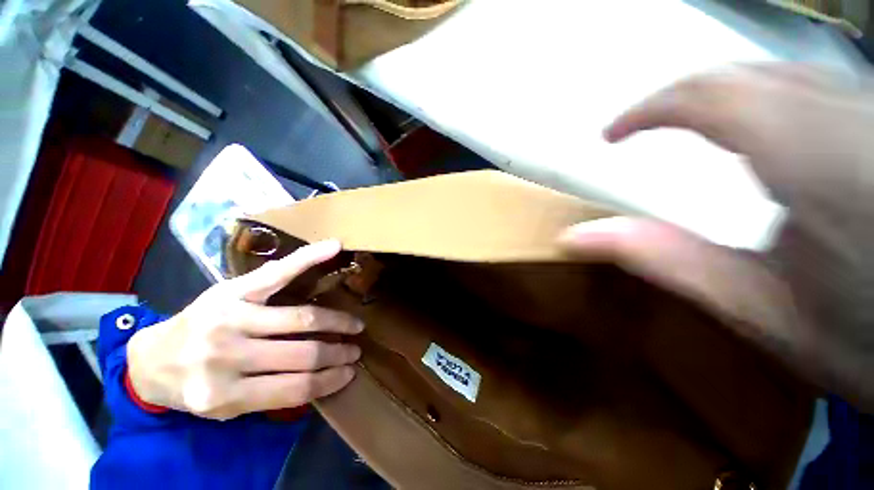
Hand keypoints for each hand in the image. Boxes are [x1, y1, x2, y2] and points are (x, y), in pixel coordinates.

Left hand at [127, 239, 362, 419]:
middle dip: (337, 352)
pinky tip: (334, 247)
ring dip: (337, 322)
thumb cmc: (193, 386)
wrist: (151, 358)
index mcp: (222, 394)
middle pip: (302, 352)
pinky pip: (278, 272)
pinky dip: (308, 258)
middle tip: (355, 350)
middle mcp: (225, 356)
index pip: (293, 388)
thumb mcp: (225, 407)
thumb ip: (269, 397)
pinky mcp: (231, 289)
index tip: (349, 373)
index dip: (328, 380)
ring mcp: (229, 317)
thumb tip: (322, 380)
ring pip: (301, 319)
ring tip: (355, 326)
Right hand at [559, 63, 873, 411]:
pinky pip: (813, 87)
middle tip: (642, 129)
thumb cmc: (863, 337)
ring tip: (687, 128)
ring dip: (720, 97)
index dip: (645, 110)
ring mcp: (871, 112)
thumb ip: (665, 261)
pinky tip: (759, 130)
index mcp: (804, 153)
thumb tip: (576, 238)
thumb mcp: (755, 307)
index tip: (612, 135)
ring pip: (777, 74)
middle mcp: (841, 112)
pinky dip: (766, 99)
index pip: (704, 96)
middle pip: (740, 76)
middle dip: (679, 99)